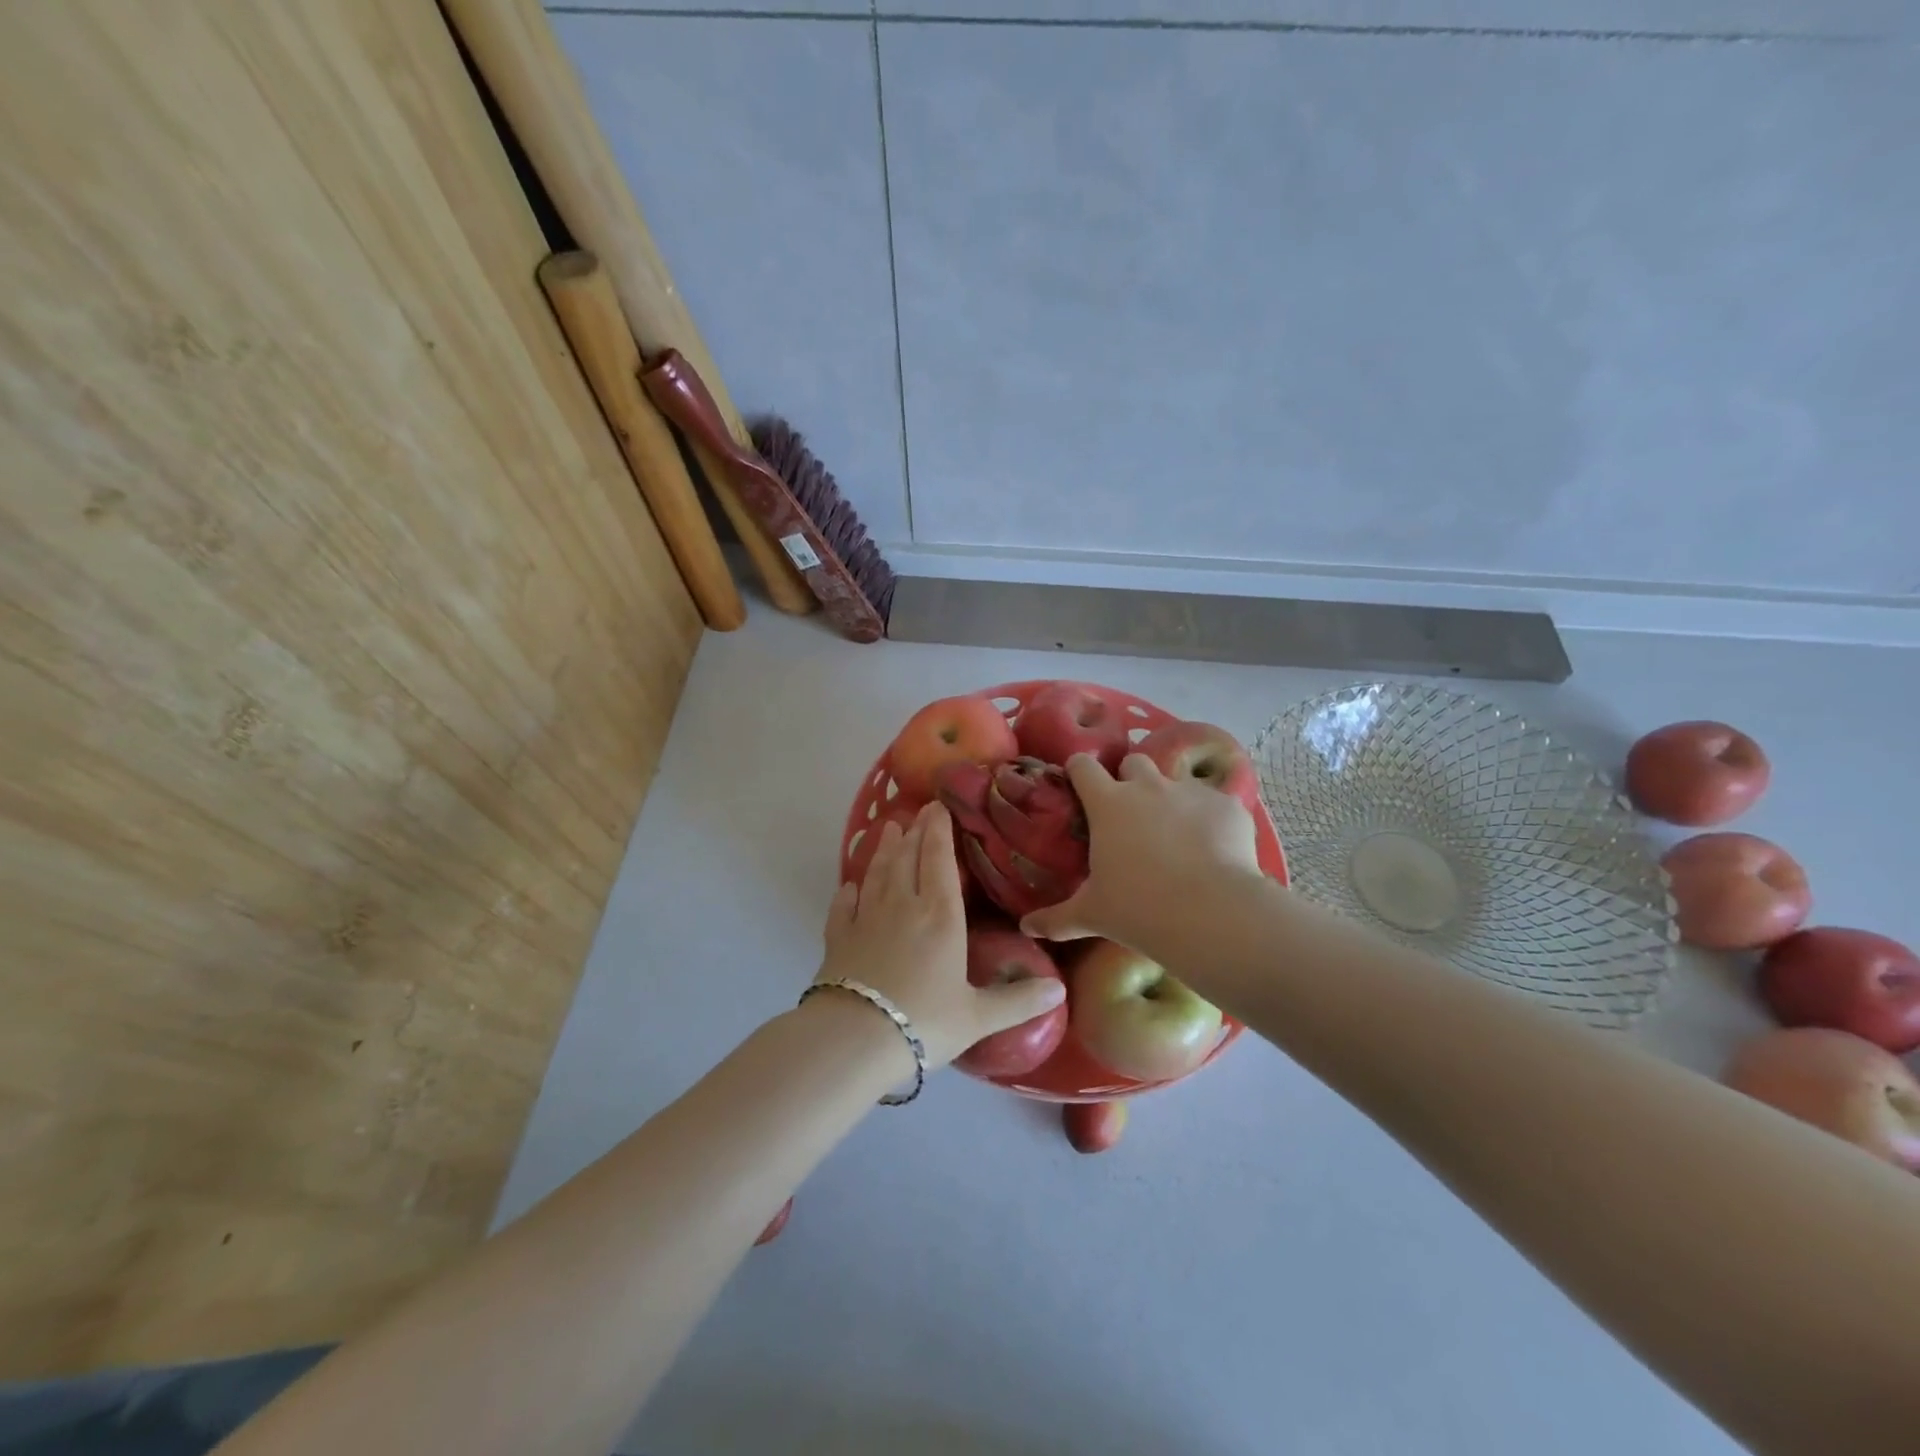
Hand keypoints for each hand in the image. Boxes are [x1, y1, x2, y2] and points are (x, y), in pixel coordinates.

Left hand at [817, 802, 1064, 1070]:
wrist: (855, 1038)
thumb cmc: (924, 1022)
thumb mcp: (978, 1017)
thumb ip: (1018, 1001)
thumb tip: (1060, 991)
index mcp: (940, 916)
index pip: (938, 860)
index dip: (939, 831)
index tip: (938, 806)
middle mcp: (903, 905)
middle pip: (908, 858)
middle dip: (915, 832)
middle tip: (918, 810)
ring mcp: (866, 918)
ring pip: (877, 873)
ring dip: (884, 849)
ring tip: (889, 829)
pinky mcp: (838, 937)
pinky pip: (843, 905)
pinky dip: (848, 891)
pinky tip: (849, 886)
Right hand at [1020, 754, 1265, 954]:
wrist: (1212, 913)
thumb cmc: (1138, 909)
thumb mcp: (1091, 915)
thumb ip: (1055, 918)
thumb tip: (1025, 928)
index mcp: (1108, 804)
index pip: (1083, 766)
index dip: (1079, 771)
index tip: (1079, 785)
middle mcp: (1148, 787)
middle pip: (1134, 762)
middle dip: (1130, 779)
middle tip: (1132, 813)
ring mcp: (1191, 792)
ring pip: (1176, 781)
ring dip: (1172, 799)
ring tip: (1178, 834)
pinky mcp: (1228, 805)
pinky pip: (1216, 804)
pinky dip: (1212, 820)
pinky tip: (1216, 850)